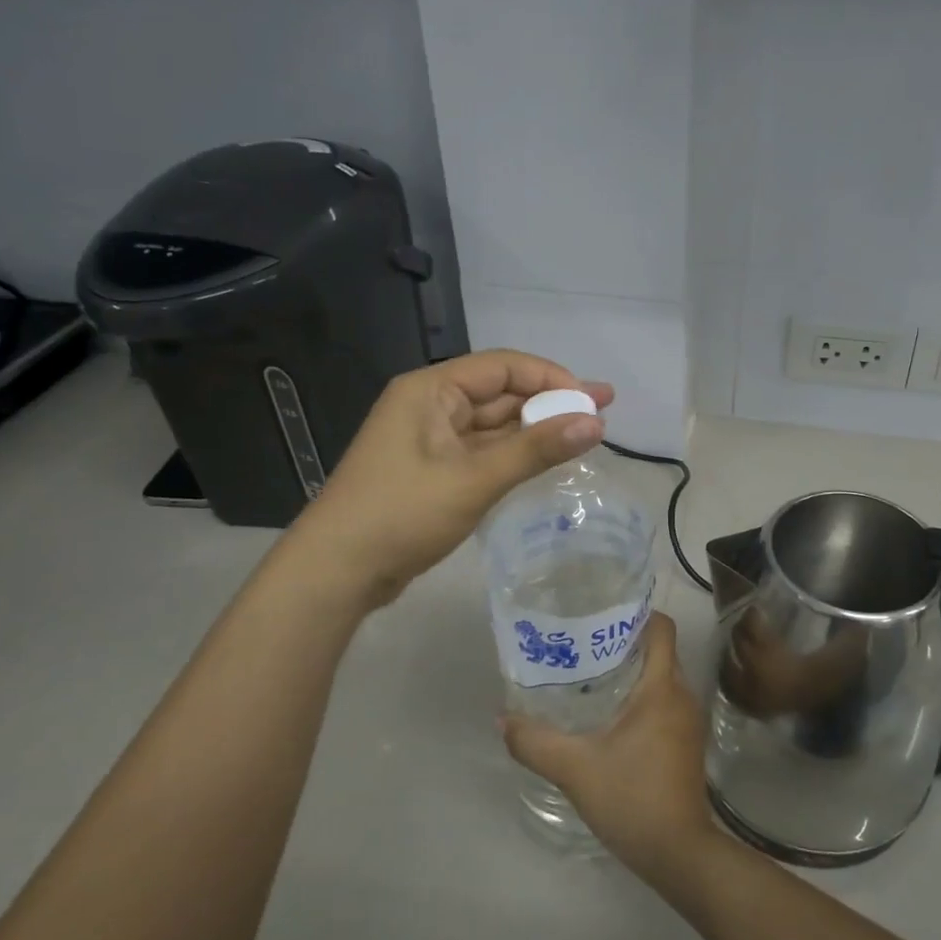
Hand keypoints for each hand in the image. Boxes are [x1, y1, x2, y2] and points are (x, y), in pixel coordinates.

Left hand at [290, 350, 612, 609]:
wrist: (337, 572)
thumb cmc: (402, 514)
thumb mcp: (474, 479)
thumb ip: (536, 450)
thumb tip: (595, 422)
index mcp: (431, 390)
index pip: (503, 367)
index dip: (552, 378)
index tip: (593, 400)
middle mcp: (431, 406)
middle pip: (501, 394)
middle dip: (551, 402)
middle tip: (603, 411)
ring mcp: (431, 440)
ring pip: (494, 426)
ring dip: (536, 430)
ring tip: (586, 435)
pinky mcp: (434, 471)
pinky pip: (484, 452)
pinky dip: (515, 455)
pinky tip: (548, 460)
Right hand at [500, 613, 717, 884]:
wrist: (679, 853)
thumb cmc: (632, 798)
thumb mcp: (575, 768)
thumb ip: (535, 742)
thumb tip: (503, 719)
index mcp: (662, 687)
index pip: (661, 628)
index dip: (636, 613)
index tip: (602, 611)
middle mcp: (682, 694)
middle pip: (658, 650)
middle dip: (624, 641)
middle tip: (582, 641)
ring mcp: (688, 720)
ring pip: (661, 677)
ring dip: (631, 670)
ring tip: (589, 672)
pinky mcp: (686, 741)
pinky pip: (664, 701)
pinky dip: (640, 695)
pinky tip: (608, 713)